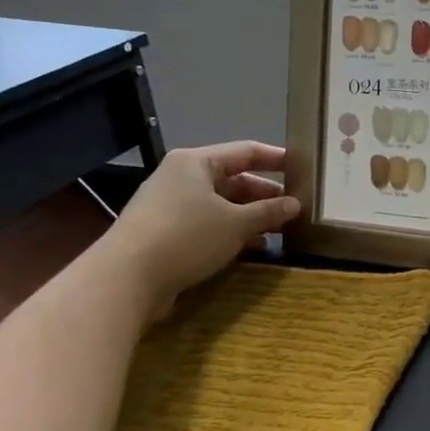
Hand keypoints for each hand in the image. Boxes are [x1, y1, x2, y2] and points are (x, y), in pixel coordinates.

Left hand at [99, 143, 300, 318]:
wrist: (126, 279)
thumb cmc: (186, 237)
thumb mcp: (236, 223)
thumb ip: (268, 211)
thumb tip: (295, 204)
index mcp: (196, 162)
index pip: (246, 151)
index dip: (276, 158)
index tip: (303, 167)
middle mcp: (182, 178)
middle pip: (234, 180)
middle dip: (265, 195)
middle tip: (296, 207)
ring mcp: (171, 206)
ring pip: (222, 205)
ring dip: (251, 217)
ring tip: (281, 230)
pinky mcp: (166, 233)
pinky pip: (208, 225)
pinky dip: (232, 233)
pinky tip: (254, 248)